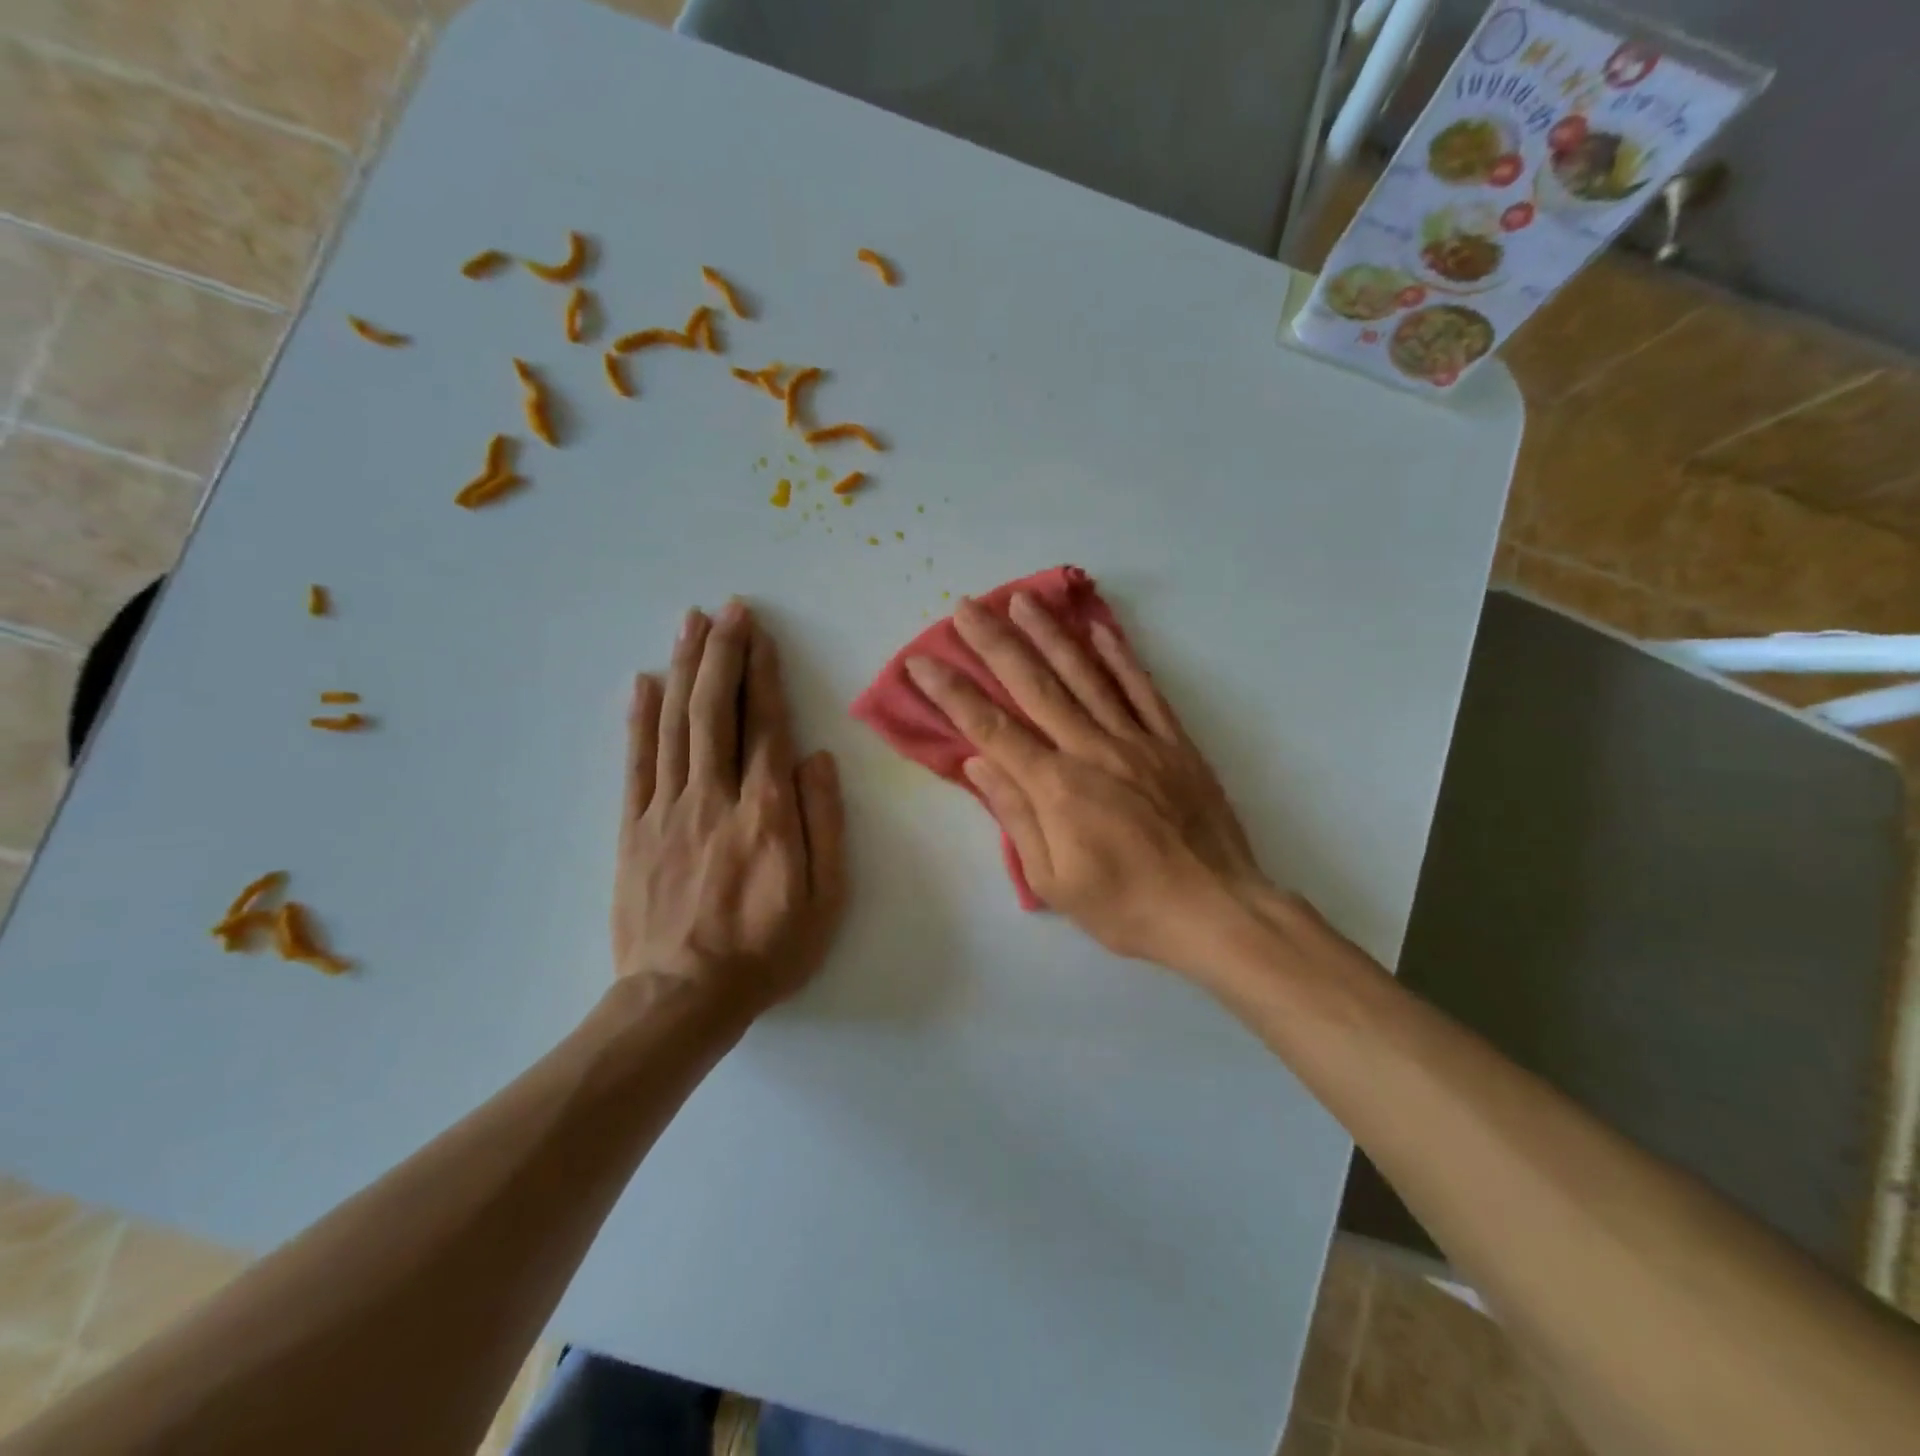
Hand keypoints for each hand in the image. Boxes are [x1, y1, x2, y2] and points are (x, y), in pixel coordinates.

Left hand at [614, 601, 846, 1020]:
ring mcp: (667, 809)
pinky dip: (638, 718)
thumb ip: (824, 823)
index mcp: (766, 812)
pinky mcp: (633, 828)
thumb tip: (816, 759)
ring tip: (689, 624)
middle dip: (722, 653)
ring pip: (675, 724)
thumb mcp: (825, 898)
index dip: (764, 674)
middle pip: (716, 710)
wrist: (683, 998)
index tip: (760, 634)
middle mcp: (714, 796)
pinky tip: (642, 682)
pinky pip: (636, 762)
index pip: (766, 726)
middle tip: (726, 609)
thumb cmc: (767, 949)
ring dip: (683, 669)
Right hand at [904, 592, 1272, 977]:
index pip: (991, 729)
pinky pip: (1142, 689)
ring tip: (1023, 599)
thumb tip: (979, 762)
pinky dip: (1120, 657)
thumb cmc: (1126, 907)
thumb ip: (1016, 816)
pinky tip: (1100, 629)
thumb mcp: (1054, 881)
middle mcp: (1092, 749)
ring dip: (1051, 634)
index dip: (953, 694)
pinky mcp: (1174, 742)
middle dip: (995, 643)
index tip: (922, 663)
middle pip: (1035, 686)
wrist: (1215, 910)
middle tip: (965, 607)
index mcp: (1056, 787)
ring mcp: (1136, 740)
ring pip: (1087, 675)